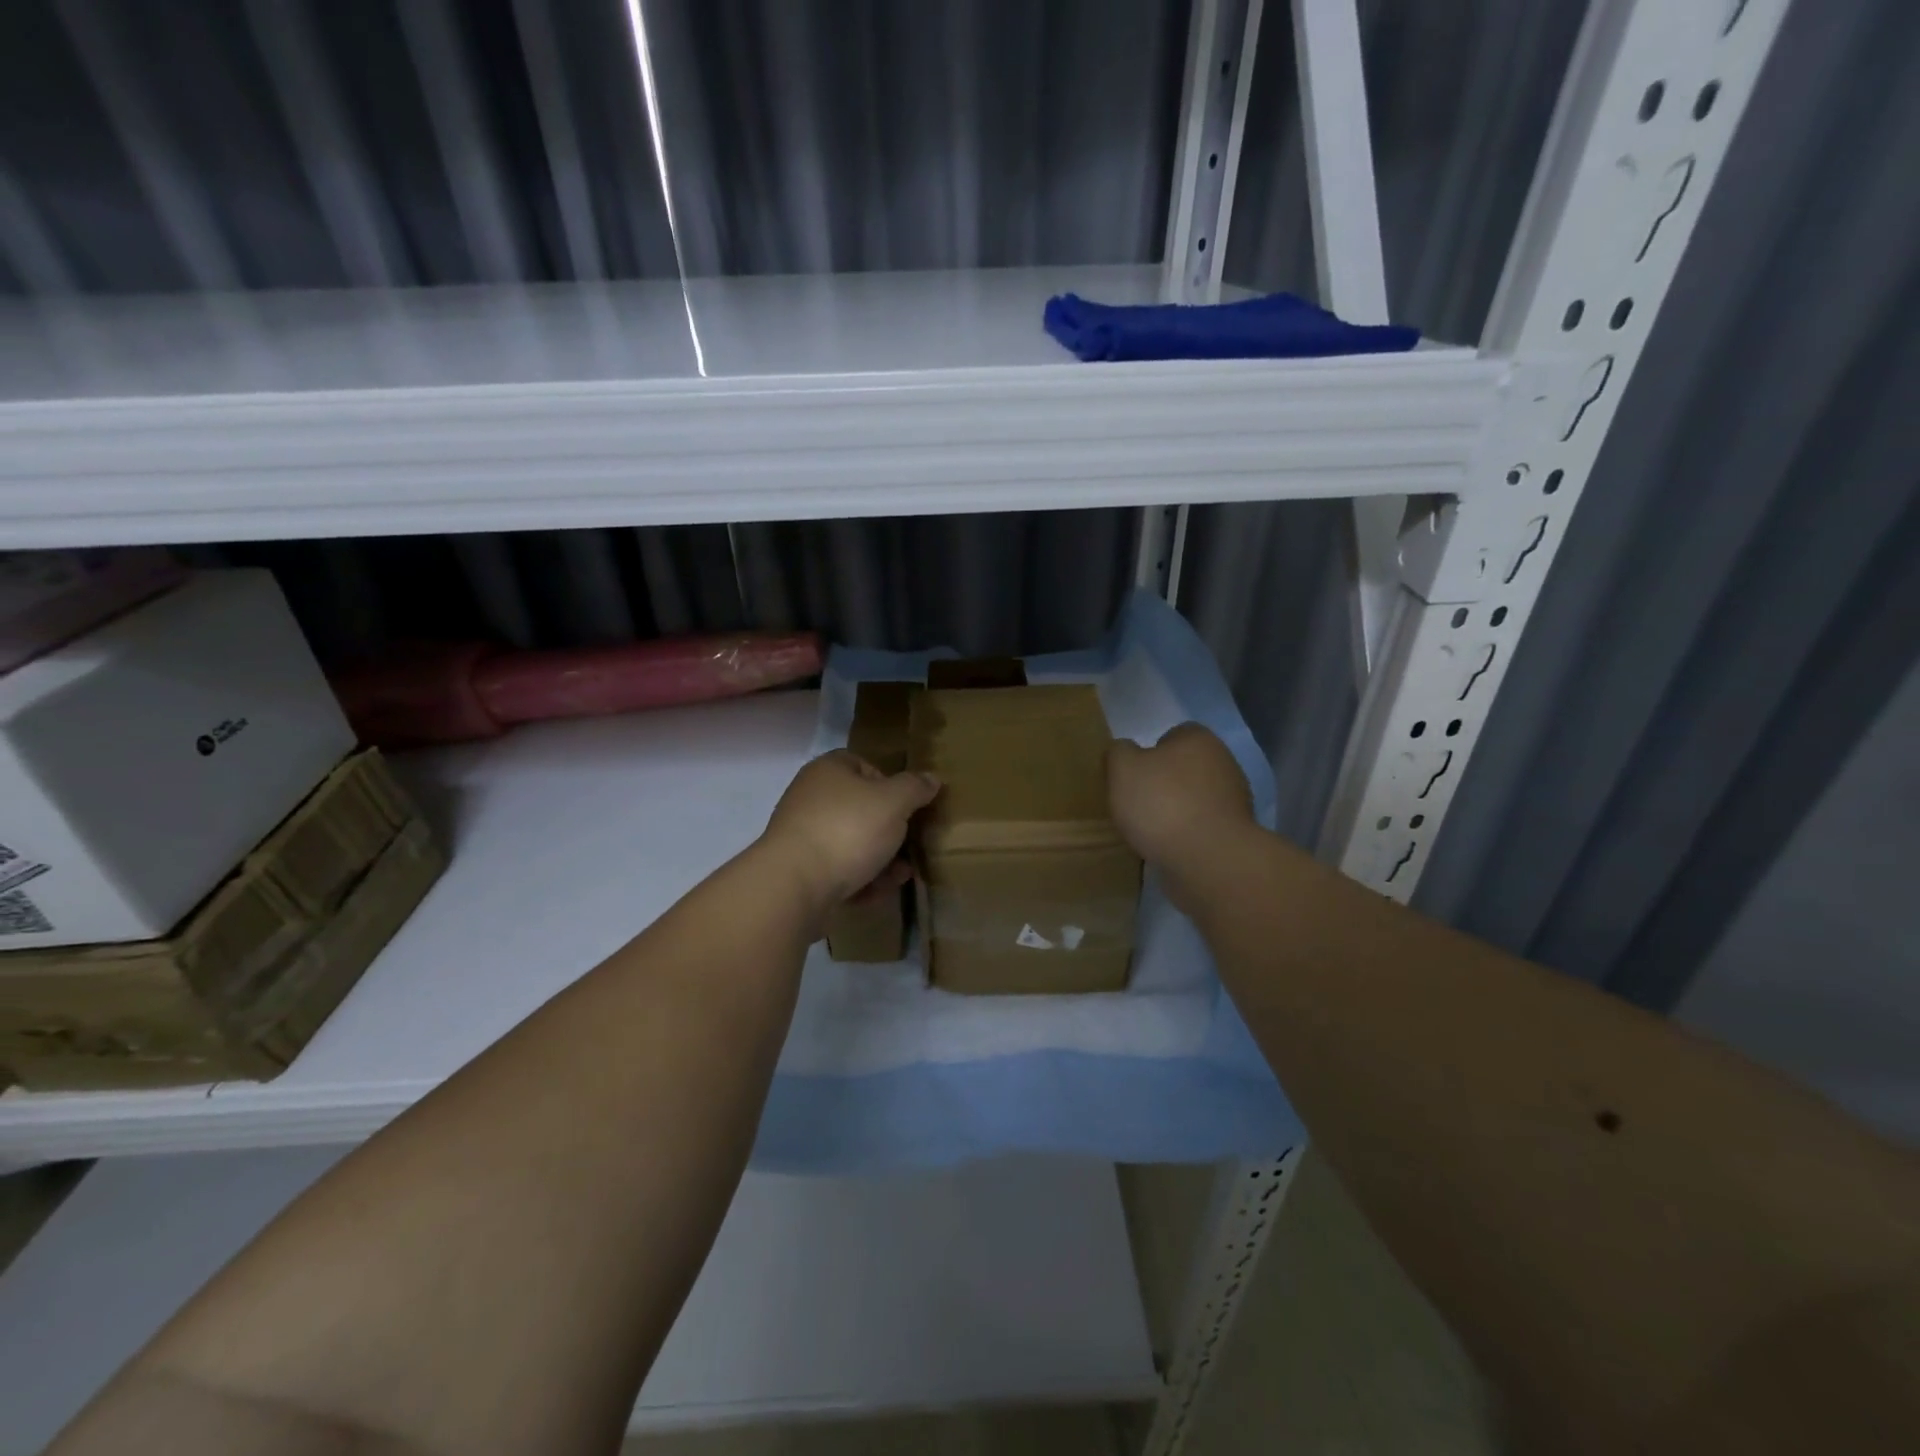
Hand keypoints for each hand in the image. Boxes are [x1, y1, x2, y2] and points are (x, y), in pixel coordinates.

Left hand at [760, 750, 940, 909]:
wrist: (794, 885)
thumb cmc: (848, 830)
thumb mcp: (894, 802)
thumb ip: (915, 788)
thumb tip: (931, 779)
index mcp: (829, 770)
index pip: (864, 765)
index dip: (890, 783)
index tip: (909, 806)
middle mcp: (811, 797)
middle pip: (860, 808)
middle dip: (889, 829)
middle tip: (911, 844)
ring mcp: (802, 835)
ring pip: (851, 842)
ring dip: (880, 858)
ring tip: (902, 874)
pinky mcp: (800, 870)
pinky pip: (838, 870)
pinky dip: (860, 879)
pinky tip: (879, 892)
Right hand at [1108, 723, 1254, 870]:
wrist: (1208, 860)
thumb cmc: (1163, 803)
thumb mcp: (1123, 768)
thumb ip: (1118, 752)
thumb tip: (1124, 751)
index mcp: (1199, 739)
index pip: (1173, 735)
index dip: (1149, 752)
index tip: (1132, 775)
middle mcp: (1223, 763)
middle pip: (1184, 768)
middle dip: (1163, 783)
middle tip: (1135, 802)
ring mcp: (1234, 801)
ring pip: (1194, 799)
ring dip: (1174, 811)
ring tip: (1147, 831)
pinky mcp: (1234, 834)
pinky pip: (1201, 827)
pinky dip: (1185, 835)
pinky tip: (1166, 848)